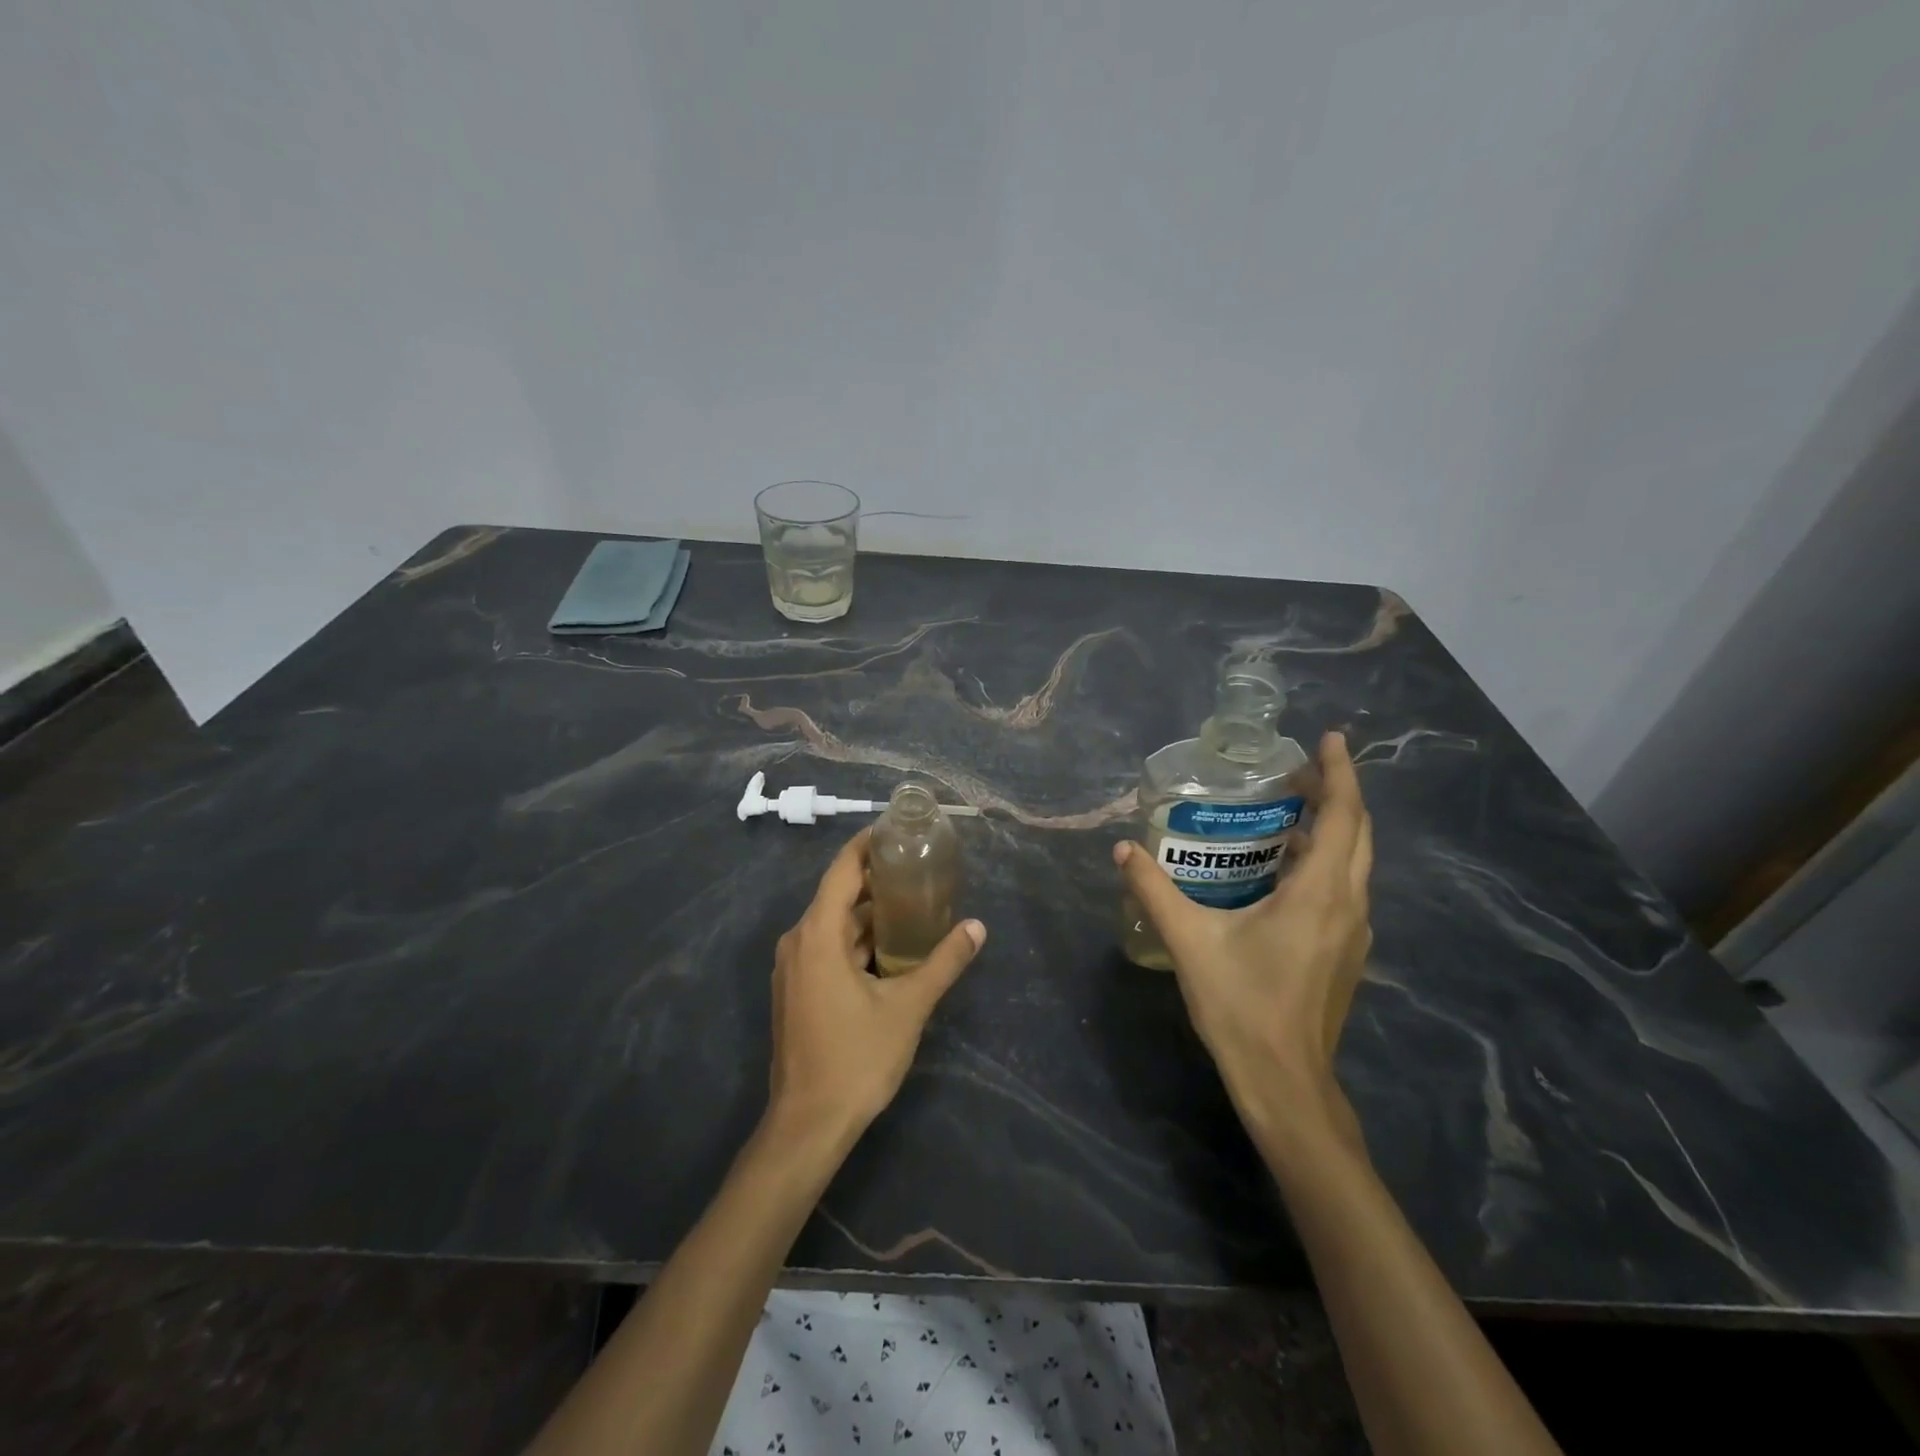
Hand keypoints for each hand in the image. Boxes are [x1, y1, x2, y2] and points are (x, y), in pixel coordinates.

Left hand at [768, 827, 985, 1143]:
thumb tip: (978, 928)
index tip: (897, 829)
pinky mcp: (796, 991)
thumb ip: (944, 962)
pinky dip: (857, 941)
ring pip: (835, 926)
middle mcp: (798, 942)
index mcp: (817, 935)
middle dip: (878, 881)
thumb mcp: (908, 1007)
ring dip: (871, 915)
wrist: (807, 1125)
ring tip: (915, 904)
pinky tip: (892, 949)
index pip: (842, 870)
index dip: (867, 844)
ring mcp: (793, 968)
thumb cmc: (856, 1058)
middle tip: (920, 869)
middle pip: (839, 896)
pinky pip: (828, 949)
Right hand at [1114, 730, 1373, 1139]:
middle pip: (1357, 834)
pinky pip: (1343, 888)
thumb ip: (1153, 890)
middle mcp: (1348, 905)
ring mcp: (1352, 932)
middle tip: (1295, 771)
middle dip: (1335, 794)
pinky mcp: (1344, 953)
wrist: (1285, 1083)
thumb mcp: (1189, 941)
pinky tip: (1284, 868)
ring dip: (1331, 829)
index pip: (1343, 817)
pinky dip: (1324, 860)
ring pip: (1354, 863)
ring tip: (1288, 810)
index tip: (1328, 739)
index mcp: (1320, 894)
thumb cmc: (1242, 1006)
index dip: (1339, 773)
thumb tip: (1122, 849)